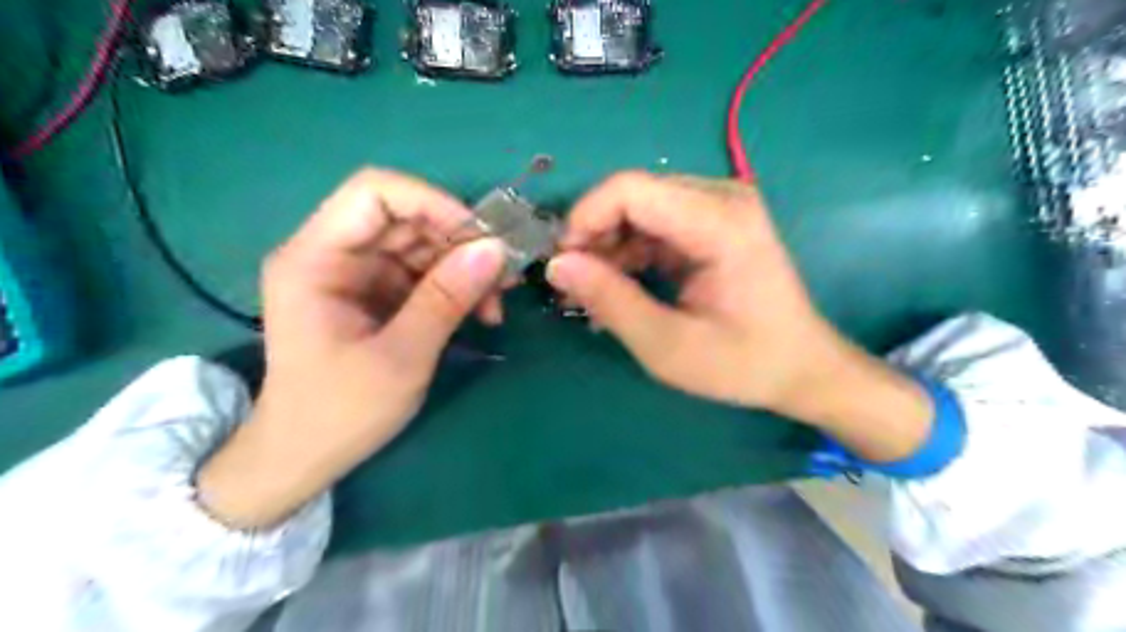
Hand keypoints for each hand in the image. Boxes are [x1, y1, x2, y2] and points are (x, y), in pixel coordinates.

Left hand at [197, 168, 505, 528]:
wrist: (303, 457)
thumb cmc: (339, 414)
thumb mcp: (400, 358)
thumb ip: (445, 299)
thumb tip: (496, 250)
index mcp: (314, 260)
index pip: (373, 194)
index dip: (432, 203)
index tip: (482, 238)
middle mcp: (332, 254)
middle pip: (405, 218)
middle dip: (459, 241)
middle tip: (505, 274)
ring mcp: (356, 274)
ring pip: (421, 244)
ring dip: (465, 266)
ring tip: (498, 301)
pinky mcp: (375, 293)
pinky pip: (423, 272)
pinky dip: (456, 286)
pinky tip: (482, 311)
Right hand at [548, 176, 932, 462]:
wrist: (801, 367)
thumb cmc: (743, 363)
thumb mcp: (668, 346)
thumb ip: (611, 302)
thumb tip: (557, 266)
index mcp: (719, 222)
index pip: (629, 190)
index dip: (584, 219)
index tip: (562, 265)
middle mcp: (721, 198)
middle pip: (632, 195)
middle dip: (593, 237)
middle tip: (574, 285)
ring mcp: (720, 207)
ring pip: (639, 209)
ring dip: (608, 247)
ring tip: (592, 292)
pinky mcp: (714, 222)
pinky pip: (655, 223)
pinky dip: (629, 252)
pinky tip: (619, 287)